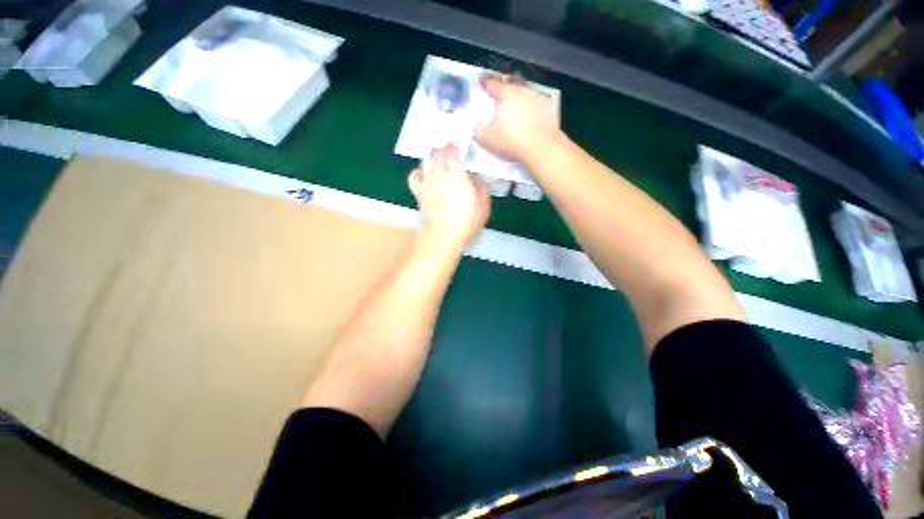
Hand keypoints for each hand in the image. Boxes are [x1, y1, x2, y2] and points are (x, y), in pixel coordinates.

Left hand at [408, 144, 490, 251]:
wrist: (444, 234)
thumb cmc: (466, 222)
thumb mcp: (482, 207)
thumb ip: (482, 191)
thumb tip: (481, 181)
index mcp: (458, 175)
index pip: (453, 152)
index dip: (455, 146)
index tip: (458, 145)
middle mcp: (441, 175)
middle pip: (438, 153)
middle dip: (443, 148)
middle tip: (448, 148)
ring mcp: (428, 183)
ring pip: (426, 161)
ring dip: (431, 156)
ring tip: (436, 156)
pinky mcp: (419, 192)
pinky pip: (414, 176)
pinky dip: (417, 171)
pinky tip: (422, 172)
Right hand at [475, 74, 563, 163]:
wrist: (541, 148)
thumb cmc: (511, 142)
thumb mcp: (488, 140)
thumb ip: (479, 132)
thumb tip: (474, 127)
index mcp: (505, 95)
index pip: (493, 85)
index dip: (485, 84)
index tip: (481, 84)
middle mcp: (522, 92)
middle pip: (510, 86)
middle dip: (504, 90)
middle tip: (499, 97)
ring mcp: (537, 98)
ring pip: (525, 93)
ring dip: (519, 98)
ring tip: (514, 107)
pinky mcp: (548, 109)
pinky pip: (537, 104)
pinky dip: (532, 107)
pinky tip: (530, 116)